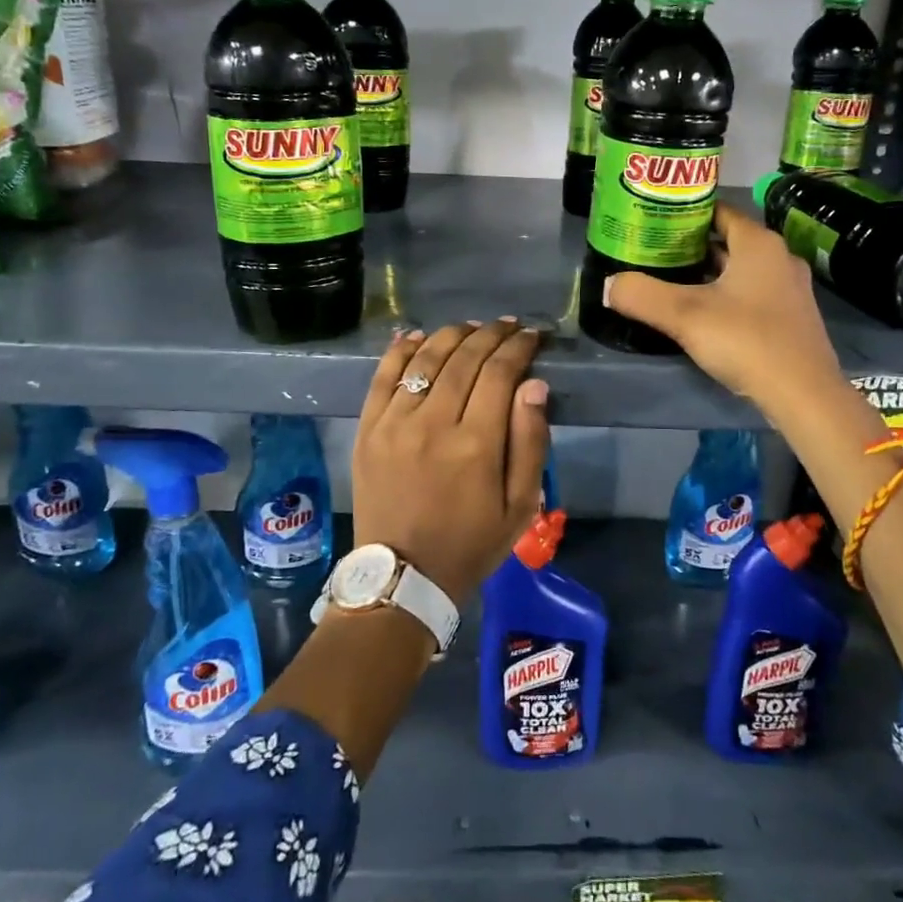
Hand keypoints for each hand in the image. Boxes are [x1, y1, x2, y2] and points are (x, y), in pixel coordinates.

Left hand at [351, 318, 550, 604]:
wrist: (403, 576)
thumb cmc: (471, 543)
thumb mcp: (519, 505)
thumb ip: (530, 442)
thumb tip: (534, 385)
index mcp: (477, 444)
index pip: (500, 373)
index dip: (518, 347)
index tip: (532, 336)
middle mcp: (434, 423)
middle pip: (464, 358)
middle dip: (490, 334)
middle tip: (507, 325)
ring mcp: (395, 423)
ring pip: (425, 360)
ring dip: (451, 335)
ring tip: (470, 327)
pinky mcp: (368, 429)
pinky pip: (383, 377)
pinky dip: (401, 350)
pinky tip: (417, 335)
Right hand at [603, 201, 846, 420]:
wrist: (804, 394)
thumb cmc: (746, 340)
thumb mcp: (685, 316)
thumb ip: (642, 295)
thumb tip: (609, 285)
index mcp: (758, 243)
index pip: (719, 212)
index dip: (686, 215)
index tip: (655, 224)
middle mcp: (779, 258)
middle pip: (729, 242)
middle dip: (693, 247)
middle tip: (655, 255)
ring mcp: (791, 289)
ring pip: (742, 271)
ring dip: (711, 275)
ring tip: (673, 283)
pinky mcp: (793, 318)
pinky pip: (754, 295)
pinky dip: (729, 297)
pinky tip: (706, 316)